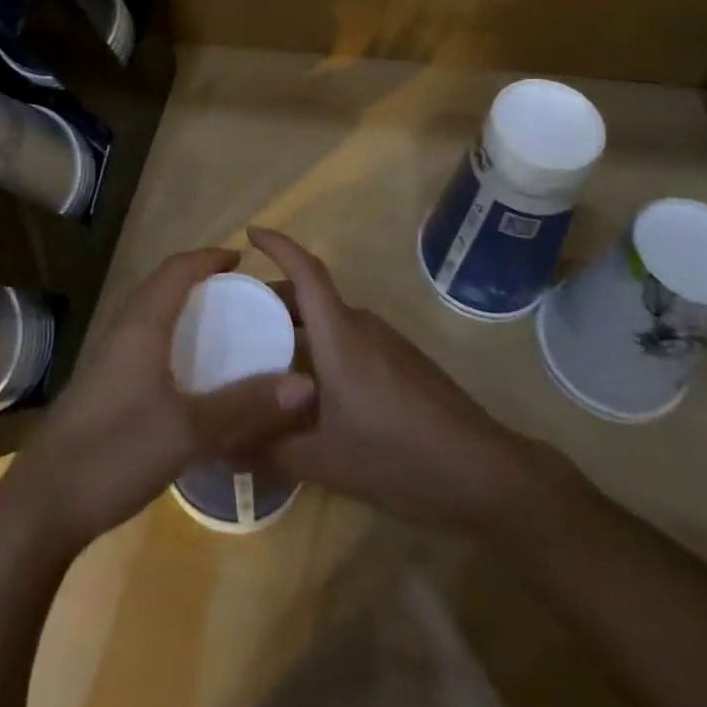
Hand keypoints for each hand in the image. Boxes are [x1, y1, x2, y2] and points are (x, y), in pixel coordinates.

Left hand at [0, 248, 316, 553]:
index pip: (176, 270)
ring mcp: (107, 361)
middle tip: (238, 295)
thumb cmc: (115, 451)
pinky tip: (188, 377)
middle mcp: (122, 332)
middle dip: (198, 282)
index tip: (241, 259)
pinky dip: (170, 342)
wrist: (44, 502)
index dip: (208, 258)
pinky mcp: (102, 388)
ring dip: (182, 311)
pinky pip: (142, 344)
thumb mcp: (188, 431)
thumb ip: (244, 405)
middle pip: (161, 288)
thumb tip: (305, 383)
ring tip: (220, 330)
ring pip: (149, 317)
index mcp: (141, 326)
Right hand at [249, 226, 554, 529]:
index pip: (305, 271)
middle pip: (312, 295)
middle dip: (273, 297)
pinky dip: (321, 346)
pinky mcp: (402, 362)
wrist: (483, 473)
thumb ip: (271, 451)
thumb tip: (223, 449)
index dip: (277, 245)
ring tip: (265, 354)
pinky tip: (310, 386)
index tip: (249, 233)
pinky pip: (350, 339)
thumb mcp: (326, 462)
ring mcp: (386, 342)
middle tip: (236, 316)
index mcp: (340, 334)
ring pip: (331, 319)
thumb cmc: (399, 456)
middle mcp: (362, 325)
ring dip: (297, 326)